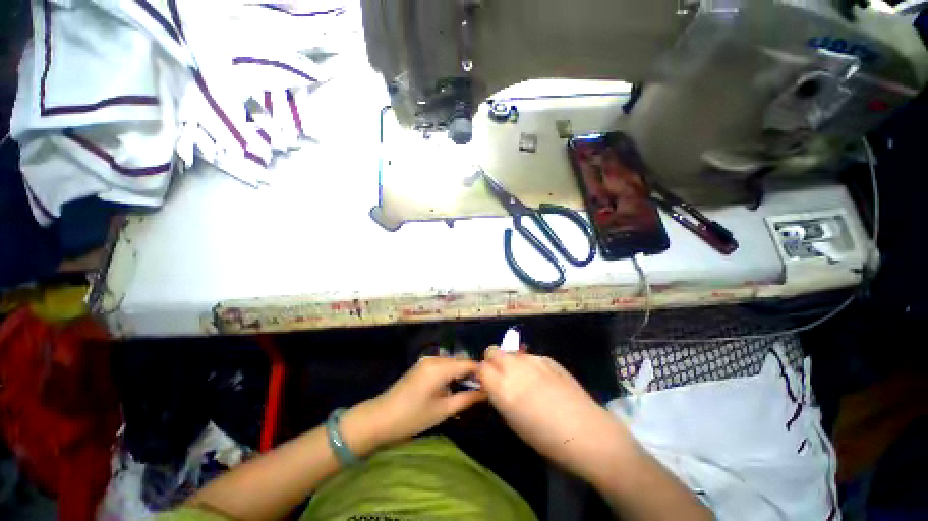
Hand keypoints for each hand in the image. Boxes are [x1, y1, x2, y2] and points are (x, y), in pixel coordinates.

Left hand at [358, 357, 486, 448]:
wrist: (379, 418)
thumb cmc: (412, 417)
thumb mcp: (443, 410)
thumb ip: (466, 399)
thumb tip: (486, 393)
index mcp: (440, 367)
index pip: (467, 364)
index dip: (481, 372)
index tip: (492, 383)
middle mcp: (434, 359)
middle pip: (459, 362)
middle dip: (471, 374)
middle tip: (483, 389)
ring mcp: (426, 361)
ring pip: (451, 364)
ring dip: (461, 374)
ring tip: (471, 390)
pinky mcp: (421, 367)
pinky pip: (442, 366)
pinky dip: (450, 374)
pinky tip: (453, 387)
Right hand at [477, 348, 633, 480]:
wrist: (584, 431)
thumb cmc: (544, 437)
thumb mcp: (512, 420)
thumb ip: (499, 396)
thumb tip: (494, 386)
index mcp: (501, 386)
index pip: (480, 367)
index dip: (482, 375)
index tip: (487, 384)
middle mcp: (513, 367)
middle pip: (492, 350)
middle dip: (492, 361)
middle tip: (501, 377)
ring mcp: (531, 359)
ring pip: (511, 352)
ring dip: (511, 362)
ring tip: (525, 379)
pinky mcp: (547, 358)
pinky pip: (530, 357)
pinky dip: (529, 365)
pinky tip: (543, 380)